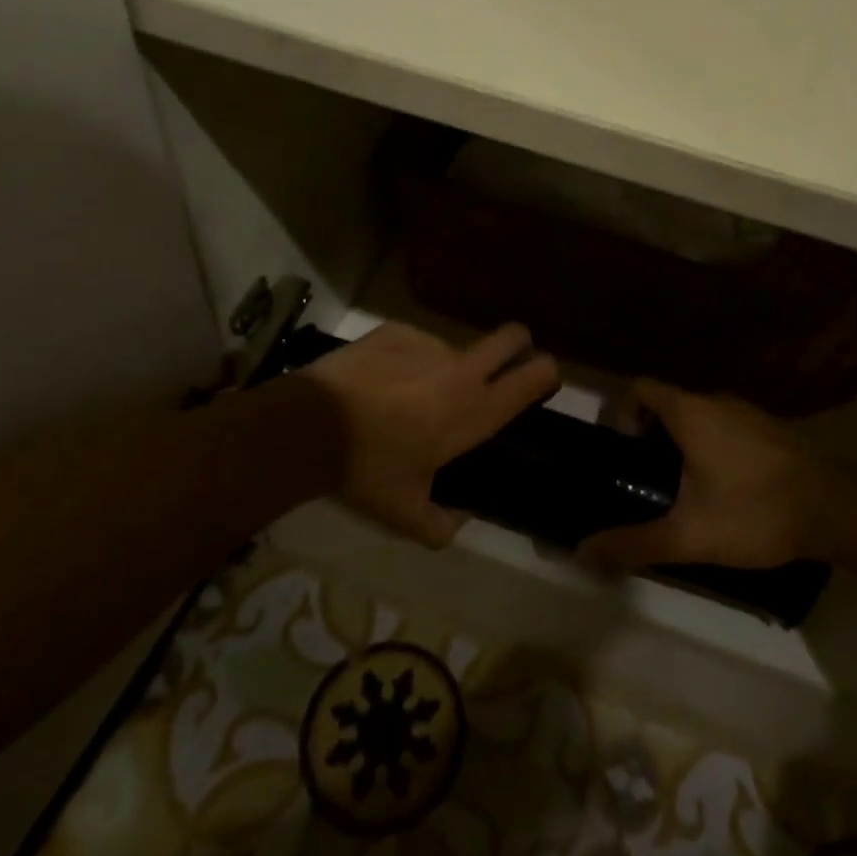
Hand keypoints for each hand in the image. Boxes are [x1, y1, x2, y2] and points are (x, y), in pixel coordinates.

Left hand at [303, 321, 559, 548]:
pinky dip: (405, 360)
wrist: (309, 426)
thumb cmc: (367, 470)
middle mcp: (463, 370)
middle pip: (514, 335)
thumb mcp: (404, 514)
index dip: (547, 373)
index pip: (537, 375)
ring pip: (454, 348)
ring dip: (444, 368)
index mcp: (476, 411)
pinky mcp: (396, 330)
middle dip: (517, 346)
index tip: (539, 384)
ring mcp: (429, 343)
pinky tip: (376, 382)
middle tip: (496, 370)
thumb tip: (458, 522)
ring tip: (405, 396)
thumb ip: (441, 525)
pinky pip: (414, 343)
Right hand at [578, 381, 833, 569]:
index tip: (626, 455)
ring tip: (687, 491)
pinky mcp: (772, 429)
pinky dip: (715, 448)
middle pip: (669, 403)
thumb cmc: (754, 512)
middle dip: (653, 437)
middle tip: (651, 481)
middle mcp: (717, 400)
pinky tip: (728, 491)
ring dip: (685, 443)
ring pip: (700, 416)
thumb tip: (583, 553)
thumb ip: (634, 543)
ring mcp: (749, 412)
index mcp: (690, 412)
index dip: (623, 414)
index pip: (640, 388)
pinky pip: (728, 427)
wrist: (836, 511)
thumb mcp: (689, 536)